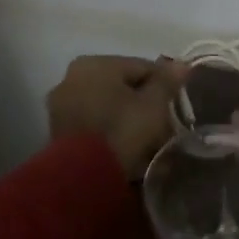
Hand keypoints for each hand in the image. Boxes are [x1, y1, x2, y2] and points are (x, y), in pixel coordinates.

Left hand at [47, 55, 188, 177]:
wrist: (84, 176)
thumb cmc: (123, 130)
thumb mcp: (154, 105)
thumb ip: (167, 82)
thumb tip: (181, 64)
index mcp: (96, 63)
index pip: (142, 67)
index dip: (164, 86)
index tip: (176, 106)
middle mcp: (72, 77)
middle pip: (122, 86)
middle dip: (143, 103)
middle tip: (162, 125)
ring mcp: (61, 105)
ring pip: (106, 105)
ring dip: (126, 117)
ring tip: (145, 140)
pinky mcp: (57, 130)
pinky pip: (93, 123)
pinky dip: (109, 130)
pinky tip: (124, 147)